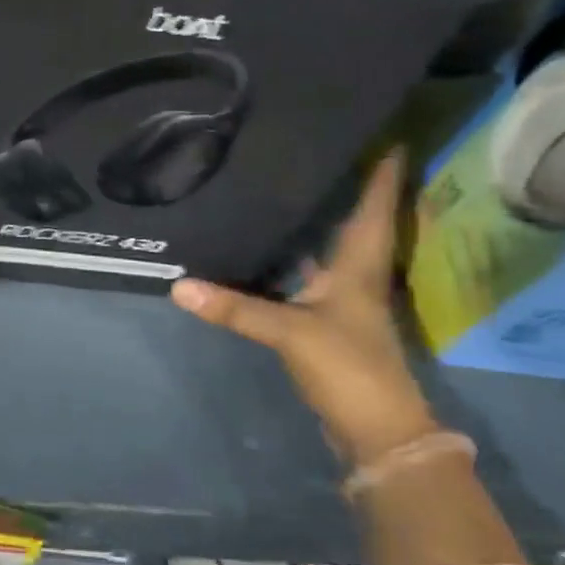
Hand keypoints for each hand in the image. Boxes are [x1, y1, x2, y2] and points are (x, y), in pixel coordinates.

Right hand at [169, 152, 435, 463]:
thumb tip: (178, 285)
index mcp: (359, 267)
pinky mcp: (326, 320)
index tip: (386, 134)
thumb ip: (234, 307)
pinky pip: (309, 273)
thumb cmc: (348, 368)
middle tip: (322, 148)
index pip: (375, 209)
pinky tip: (268, 244)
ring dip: (318, 220)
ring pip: (329, 247)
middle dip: (347, 186)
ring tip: (290, 184)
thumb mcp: (289, 332)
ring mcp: (342, 300)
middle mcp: (355, 276)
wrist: (376, 431)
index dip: (383, 173)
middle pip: (356, 221)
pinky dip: (293, 256)